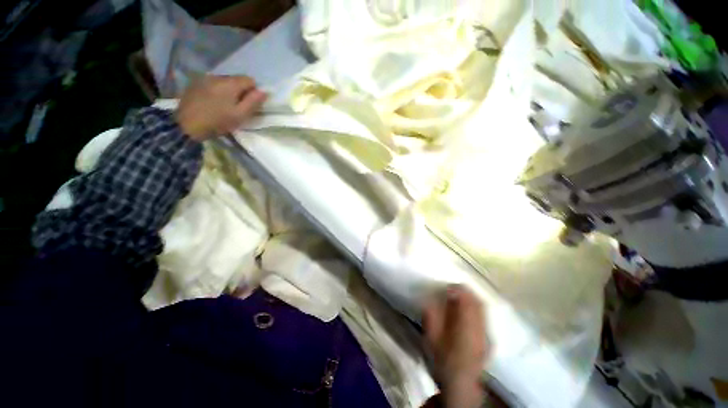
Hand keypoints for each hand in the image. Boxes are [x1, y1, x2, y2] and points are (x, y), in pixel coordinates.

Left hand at [175, 75, 266, 140]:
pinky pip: (212, 83)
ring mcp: (204, 78)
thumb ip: (253, 102)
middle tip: (237, 107)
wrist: (187, 125)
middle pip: (236, 79)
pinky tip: (212, 102)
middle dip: (240, 91)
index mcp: (231, 83)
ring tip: (224, 105)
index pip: (249, 80)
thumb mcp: (240, 115)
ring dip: (228, 90)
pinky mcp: (195, 83)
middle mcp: (218, 76)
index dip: (253, 91)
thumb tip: (264, 91)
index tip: (249, 104)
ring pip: (224, 81)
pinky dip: (216, 91)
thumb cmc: (218, 121)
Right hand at [423, 285, 488, 407]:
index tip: (447, 286)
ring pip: (482, 308)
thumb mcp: (431, 340)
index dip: (457, 290)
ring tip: (460, 294)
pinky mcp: (488, 339)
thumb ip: (430, 318)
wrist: (461, 385)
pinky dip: (476, 307)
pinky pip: (484, 316)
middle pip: (477, 302)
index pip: (465, 301)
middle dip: (466, 291)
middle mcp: (478, 328)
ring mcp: (486, 334)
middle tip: (453, 287)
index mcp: (464, 327)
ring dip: (471, 297)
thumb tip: (430, 300)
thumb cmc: (443, 361)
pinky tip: (468, 309)